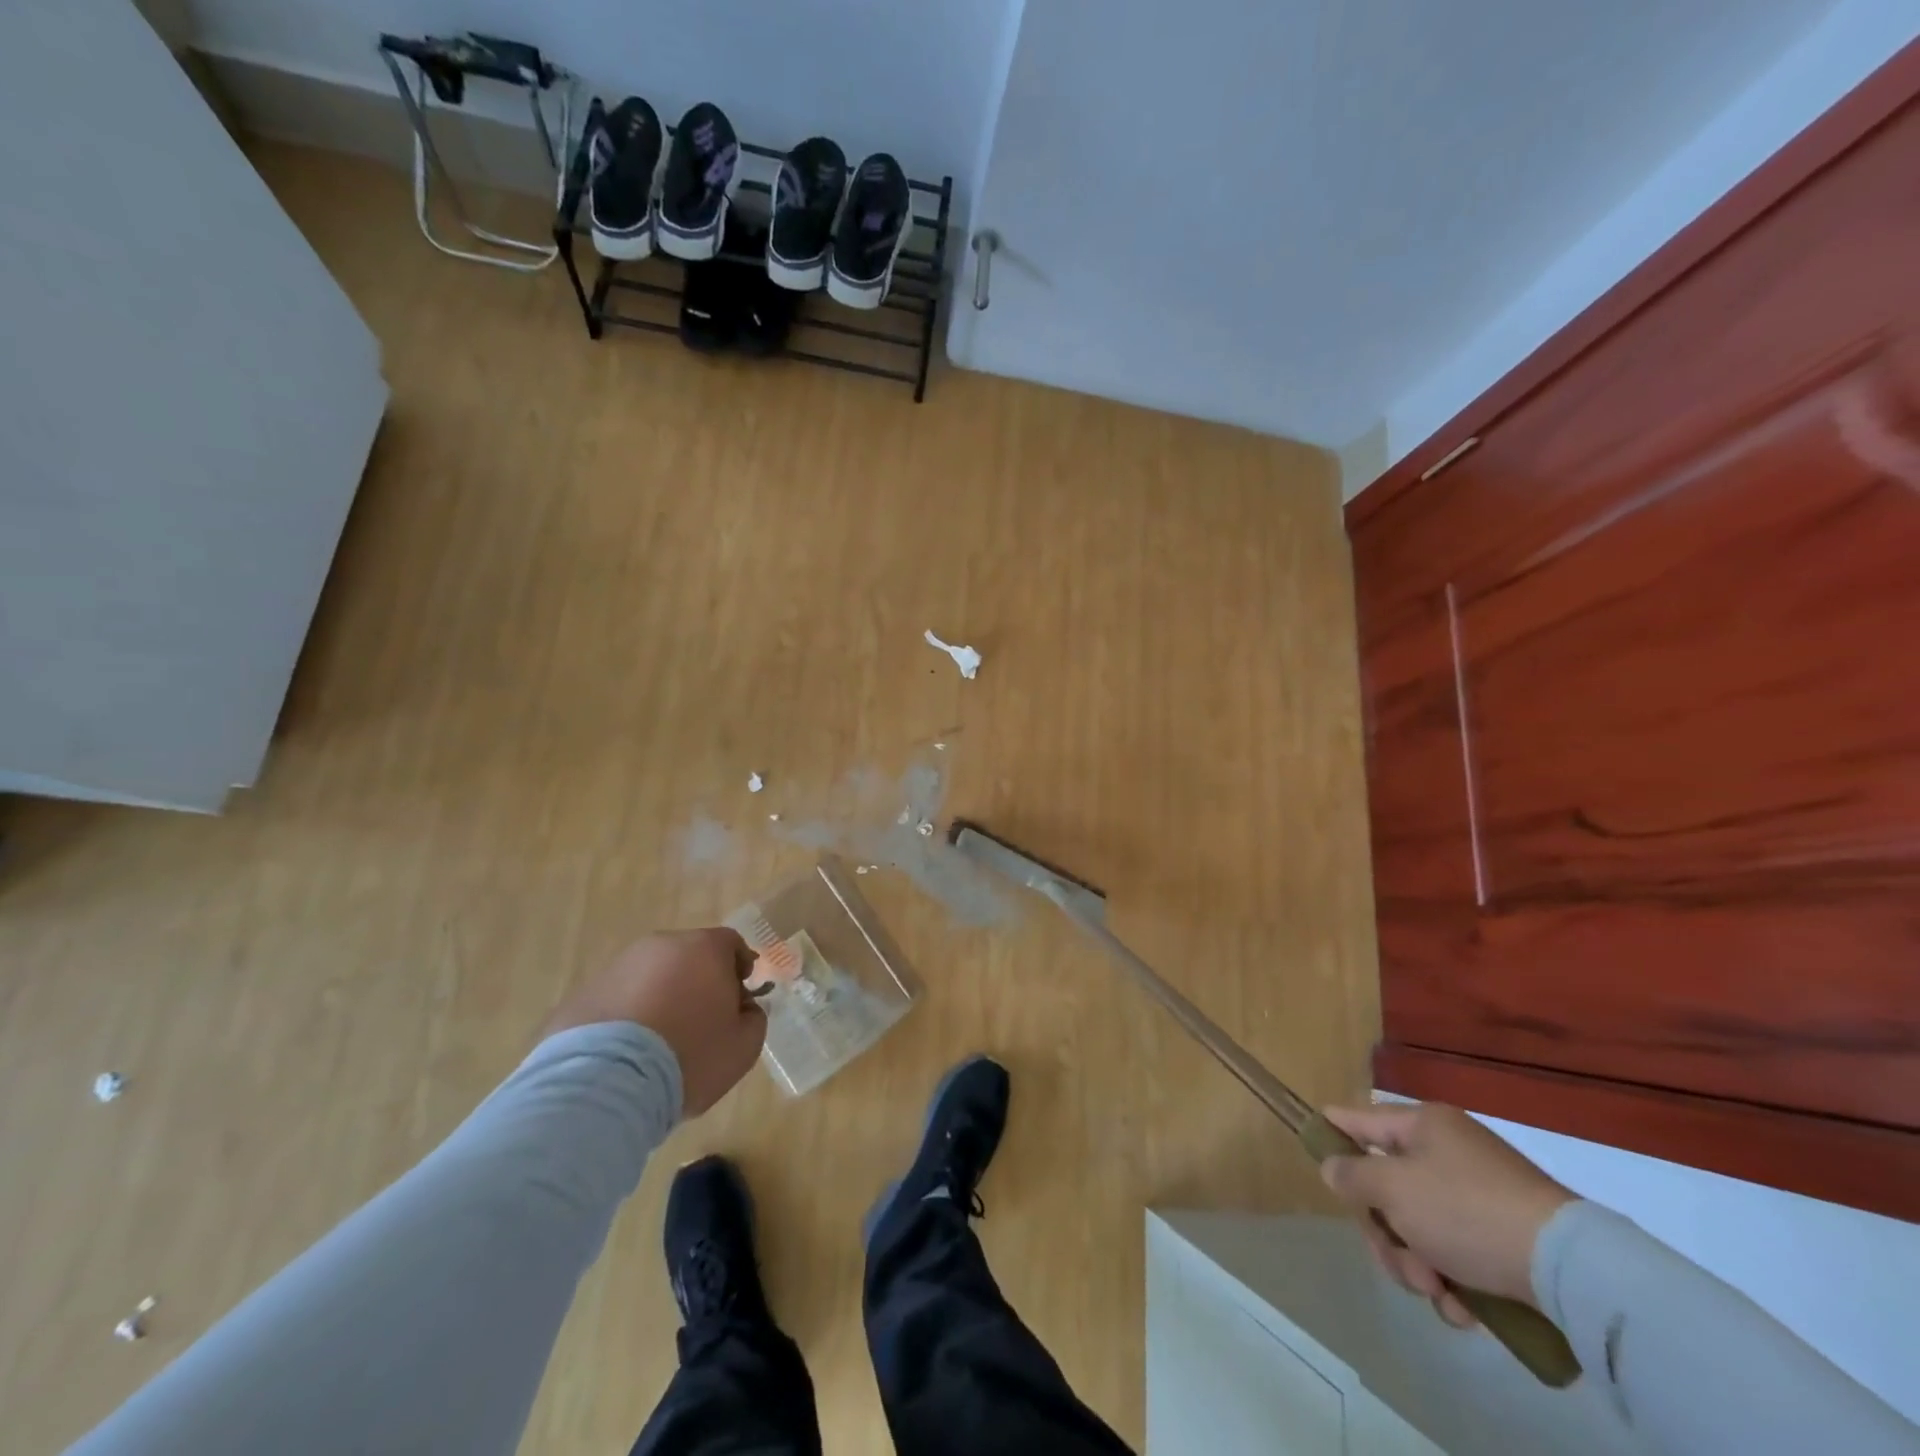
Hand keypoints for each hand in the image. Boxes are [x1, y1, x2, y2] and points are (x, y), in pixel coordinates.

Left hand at [541, 929, 766, 1115]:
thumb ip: (753, 1018)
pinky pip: (617, 1000)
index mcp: (704, 948)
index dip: (739, 968)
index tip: (738, 998)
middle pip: (688, 956)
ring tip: (658, 1042)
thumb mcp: (743, 1046)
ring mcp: (617, 967)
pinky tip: (626, 1054)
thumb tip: (742, 1009)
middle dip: (698, 981)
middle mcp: (660, 946)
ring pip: (650, 976)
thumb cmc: (689, 1057)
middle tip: (701, 1021)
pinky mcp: (582, 994)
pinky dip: (626, 1017)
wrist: (605, 1085)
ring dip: (659, 997)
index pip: (731, 944)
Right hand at [1319, 1103, 1574, 1326]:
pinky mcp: (1505, 1238)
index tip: (1315, 1154)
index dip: (1333, 1134)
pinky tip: (1465, 1309)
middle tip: (1401, 1264)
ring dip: (1417, 1265)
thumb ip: (1352, 1175)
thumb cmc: (1466, 1211)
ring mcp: (1479, 1195)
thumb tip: (1333, 1168)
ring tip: (1439, 1293)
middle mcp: (1448, 1152)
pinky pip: (1457, 1254)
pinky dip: (1453, 1282)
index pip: (1360, 1119)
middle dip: (1386, 1233)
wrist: (1570, 1270)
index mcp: (1423, 1125)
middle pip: (1387, 1187)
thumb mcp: (1394, 1189)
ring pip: (1419, 1227)